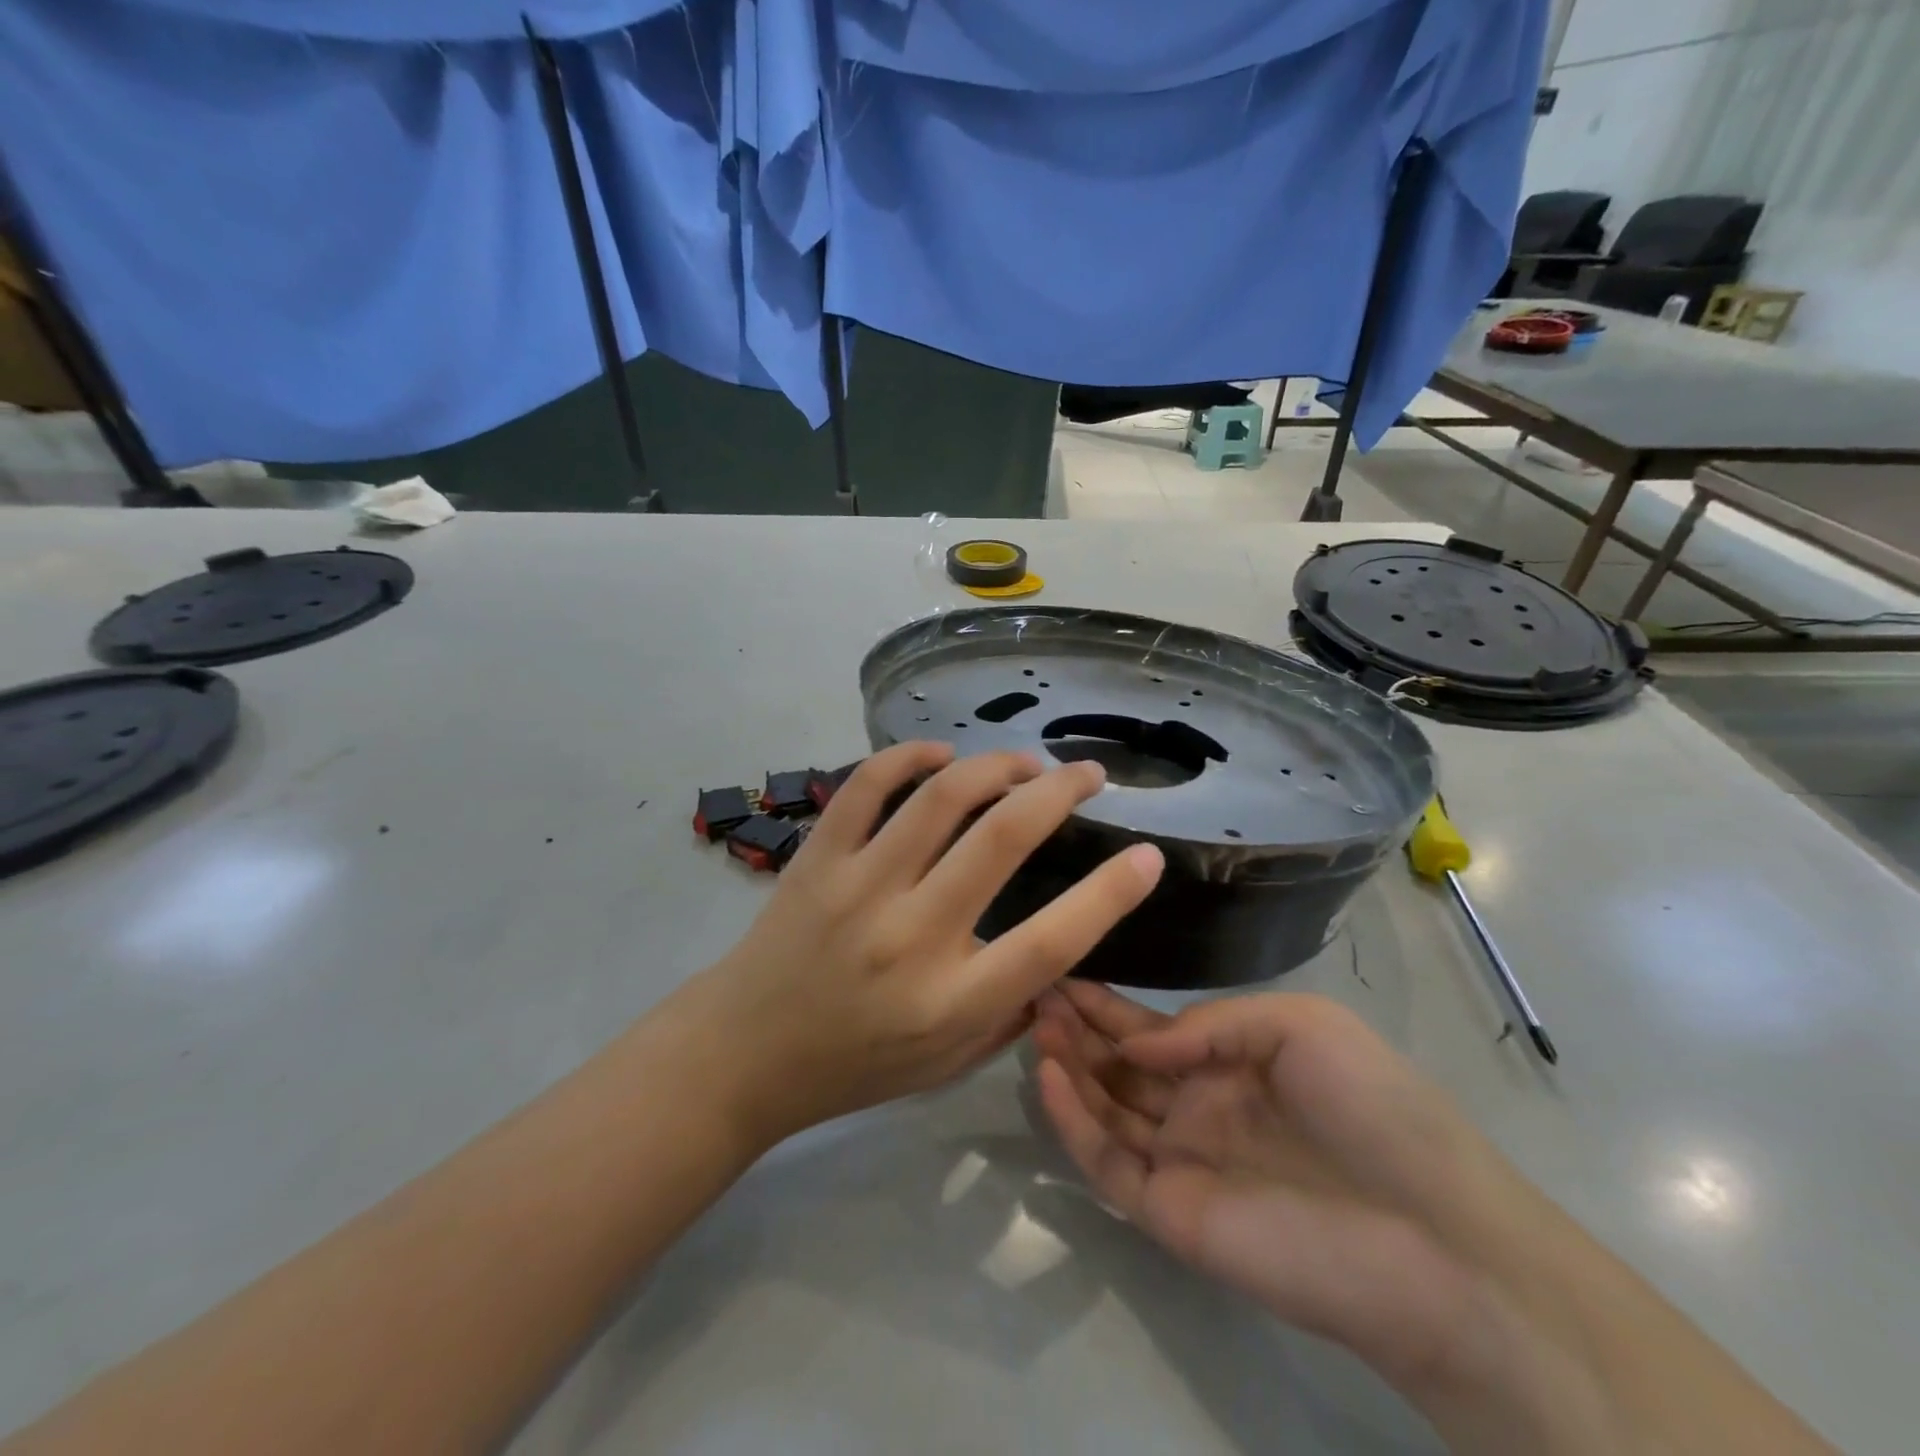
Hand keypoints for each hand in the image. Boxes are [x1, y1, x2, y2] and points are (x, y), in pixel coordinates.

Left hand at [681, 743, 1164, 1147]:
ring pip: (940, 798)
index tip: (1148, 856)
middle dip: (1059, 792)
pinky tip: (941, 756)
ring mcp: (858, 887)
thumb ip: (1011, 1012)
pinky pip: (866, 785)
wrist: (743, 1052)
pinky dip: (909, 758)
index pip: (1052, 941)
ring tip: (1025, 763)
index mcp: (952, 1002)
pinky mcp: (817, 858)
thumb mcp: (948, 1065)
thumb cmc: (855, 1065)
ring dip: (996, 765)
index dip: (1111, 894)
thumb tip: (1059, 951)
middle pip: (1003, 839)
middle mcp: (911, 936)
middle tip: (1088, 776)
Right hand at [1034, 984, 1522, 1385]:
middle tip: (1032, 990)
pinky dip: (1073, 1122)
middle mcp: (1198, 1109)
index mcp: (1231, 1065)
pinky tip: (1049, 1077)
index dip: (1105, 1004)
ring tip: (1033, 1024)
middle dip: (1076, 1029)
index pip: (1150, 1030)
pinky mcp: (1170, 1212)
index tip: (1059, 971)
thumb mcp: (1298, 1025)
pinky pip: (1107, 1161)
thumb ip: (1209, 1024)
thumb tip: (1135, 1040)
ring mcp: (1181, 1162)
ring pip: (1104, 1109)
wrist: (1436, 1238)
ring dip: (1067, 1067)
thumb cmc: (1374, 1108)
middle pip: (1118, 1065)